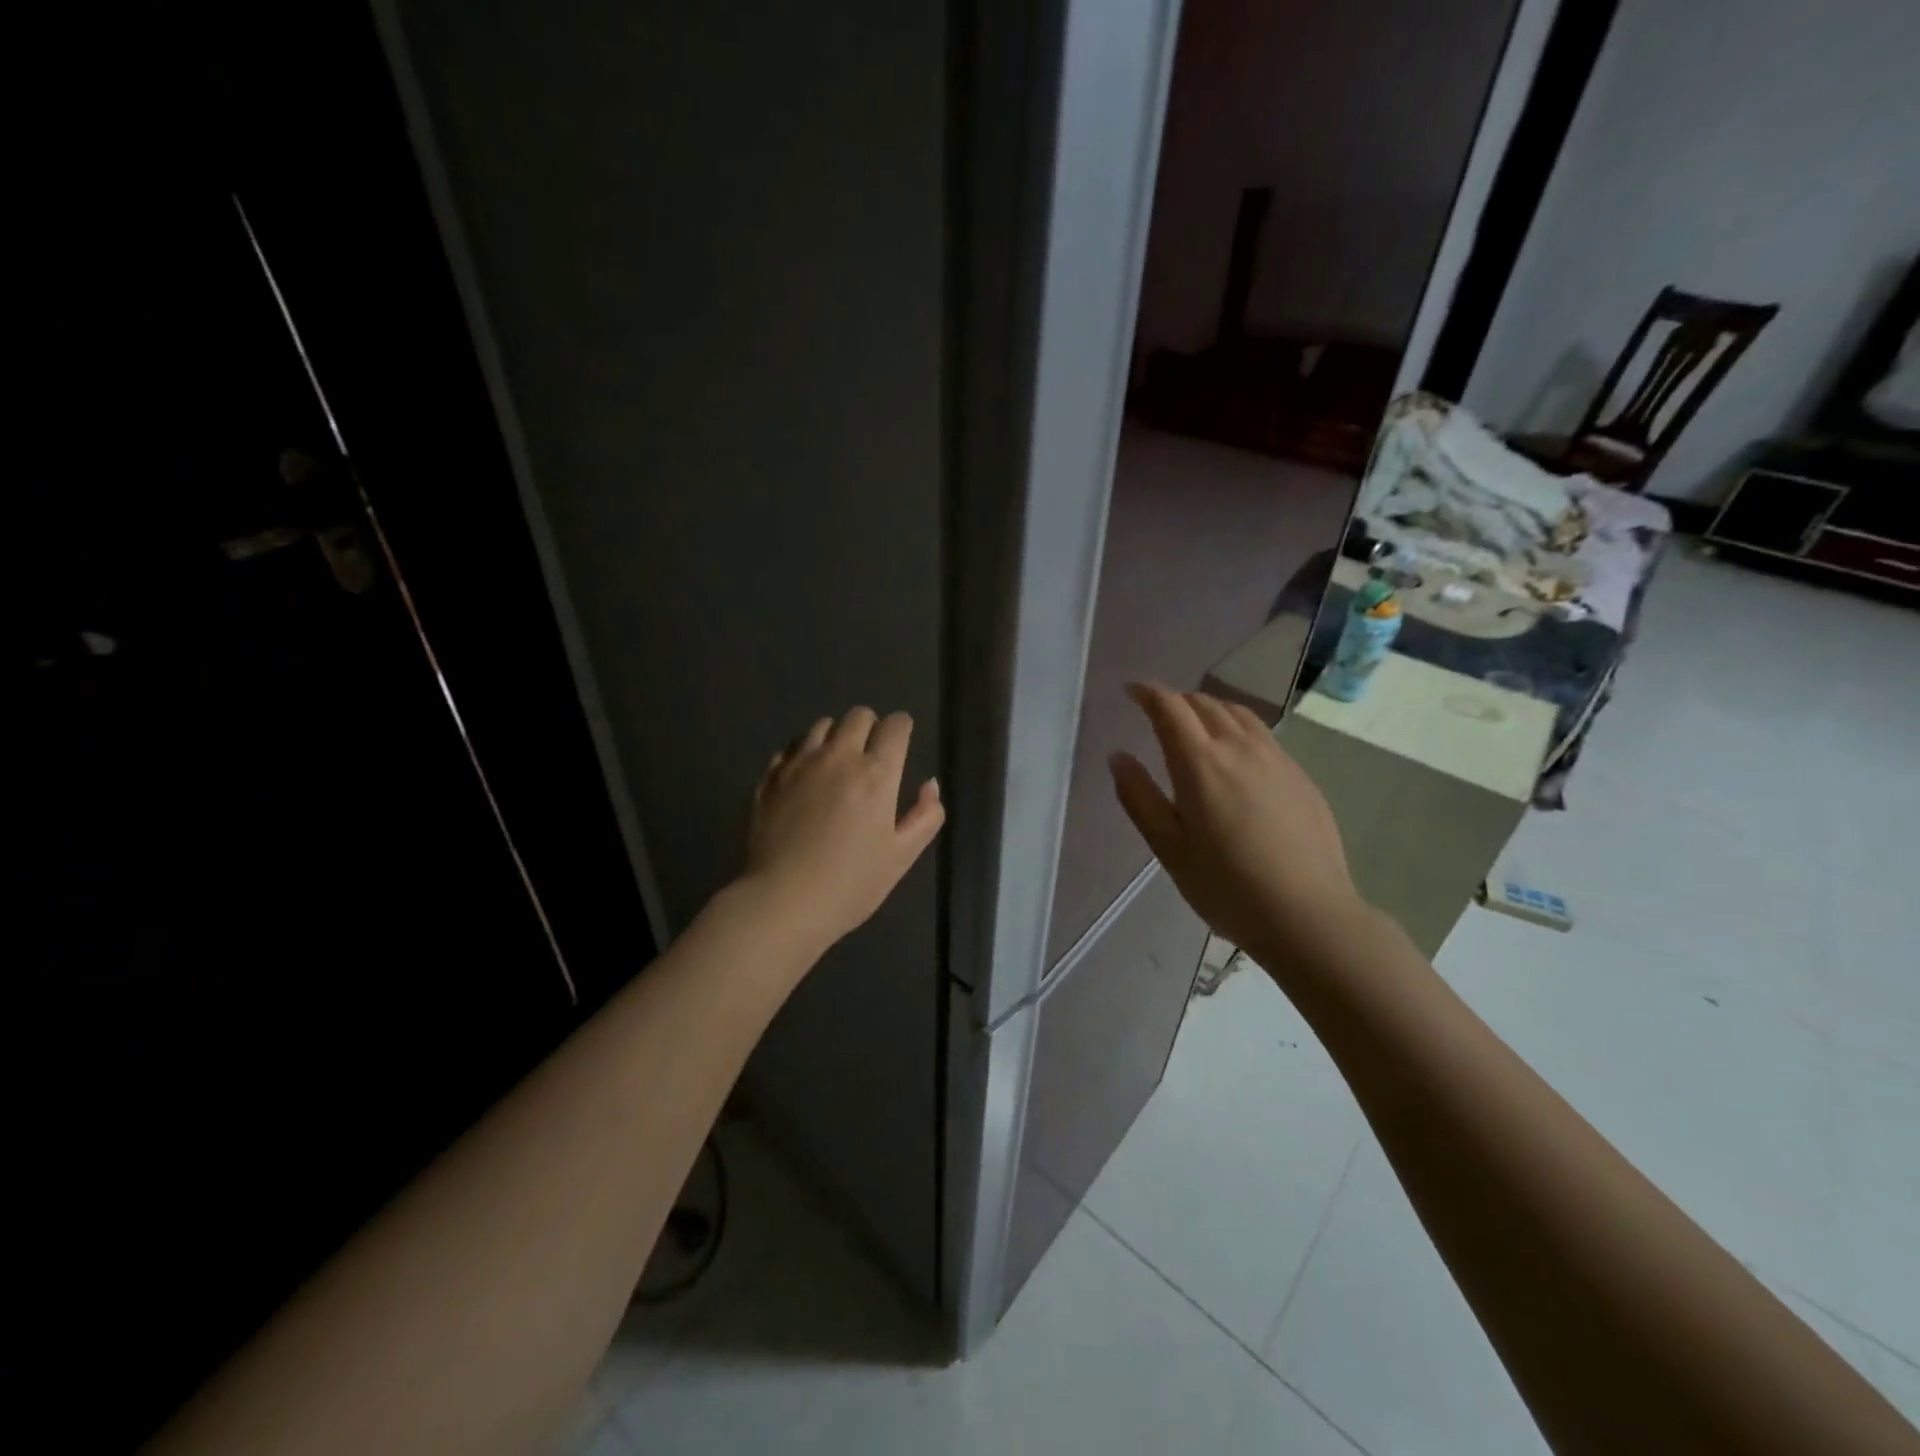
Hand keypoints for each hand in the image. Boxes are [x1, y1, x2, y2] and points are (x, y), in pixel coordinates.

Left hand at [742, 706, 944, 953]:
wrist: (783, 902)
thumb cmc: (851, 884)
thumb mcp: (902, 856)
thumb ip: (925, 816)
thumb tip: (929, 785)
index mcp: (876, 774)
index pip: (895, 726)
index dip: (902, 729)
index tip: (901, 742)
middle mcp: (838, 757)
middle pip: (858, 715)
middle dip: (871, 726)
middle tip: (871, 755)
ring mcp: (798, 764)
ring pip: (821, 725)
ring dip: (835, 736)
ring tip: (836, 763)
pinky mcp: (770, 778)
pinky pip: (791, 748)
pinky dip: (803, 753)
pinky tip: (805, 778)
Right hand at [1108, 683, 1370, 976]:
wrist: (1307, 914)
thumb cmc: (1226, 886)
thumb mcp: (1169, 848)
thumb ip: (1139, 797)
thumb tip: (1118, 756)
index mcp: (1200, 763)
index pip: (1170, 707)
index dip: (1147, 693)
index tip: (1131, 691)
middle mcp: (1240, 748)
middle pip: (1205, 703)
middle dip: (1177, 700)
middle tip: (1158, 713)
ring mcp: (1277, 759)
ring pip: (1239, 714)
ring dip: (1210, 709)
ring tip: (1196, 724)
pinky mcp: (1300, 776)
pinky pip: (1263, 735)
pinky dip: (1238, 728)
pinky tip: (1237, 755)